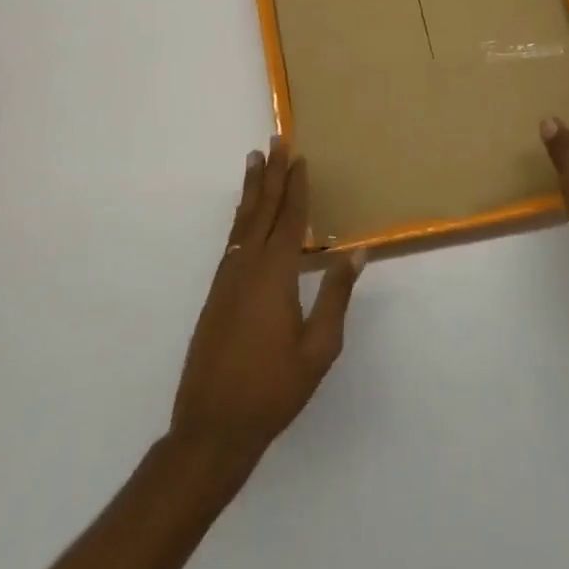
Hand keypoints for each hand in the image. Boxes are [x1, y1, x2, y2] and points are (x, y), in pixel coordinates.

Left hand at [170, 141, 362, 471]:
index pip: (290, 219)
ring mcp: (227, 279)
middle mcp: (248, 266)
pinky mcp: (216, 293)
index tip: (299, 157)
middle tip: (275, 140)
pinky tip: (246, 217)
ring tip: (254, 160)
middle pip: (263, 210)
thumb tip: (357, 251)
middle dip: (271, 174)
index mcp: (275, 274)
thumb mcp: (318, 348)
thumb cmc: (273, 389)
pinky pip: (233, 240)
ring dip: (252, 190)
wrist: (211, 427)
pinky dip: (242, 218)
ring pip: (243, 222)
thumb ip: (336, 296)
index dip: (296, 187)